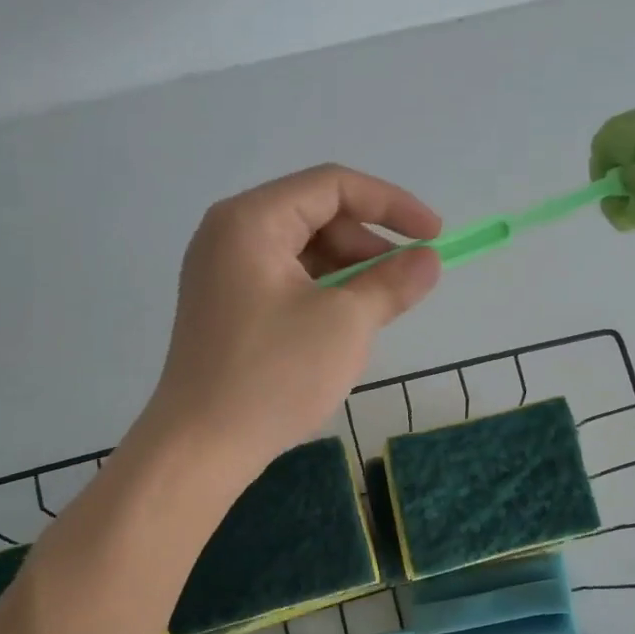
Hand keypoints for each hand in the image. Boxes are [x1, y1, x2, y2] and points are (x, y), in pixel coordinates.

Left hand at [143, 165, 441, 473]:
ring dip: (349, 270)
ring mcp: (224, 271)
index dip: (392, 204)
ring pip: (304, 250)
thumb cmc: (274, 375)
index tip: (435, 235)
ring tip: (379, 309)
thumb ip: (392, 282)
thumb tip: (428, 261)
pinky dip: (324, 291)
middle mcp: (230, 233)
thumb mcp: (346, 323)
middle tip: (406, 283)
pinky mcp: (227, 305)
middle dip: (369, 243)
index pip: (333, 185)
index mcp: (251, 220)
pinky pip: (287, 278)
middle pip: (317, 215)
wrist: (200, 448)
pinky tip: (346, 323)